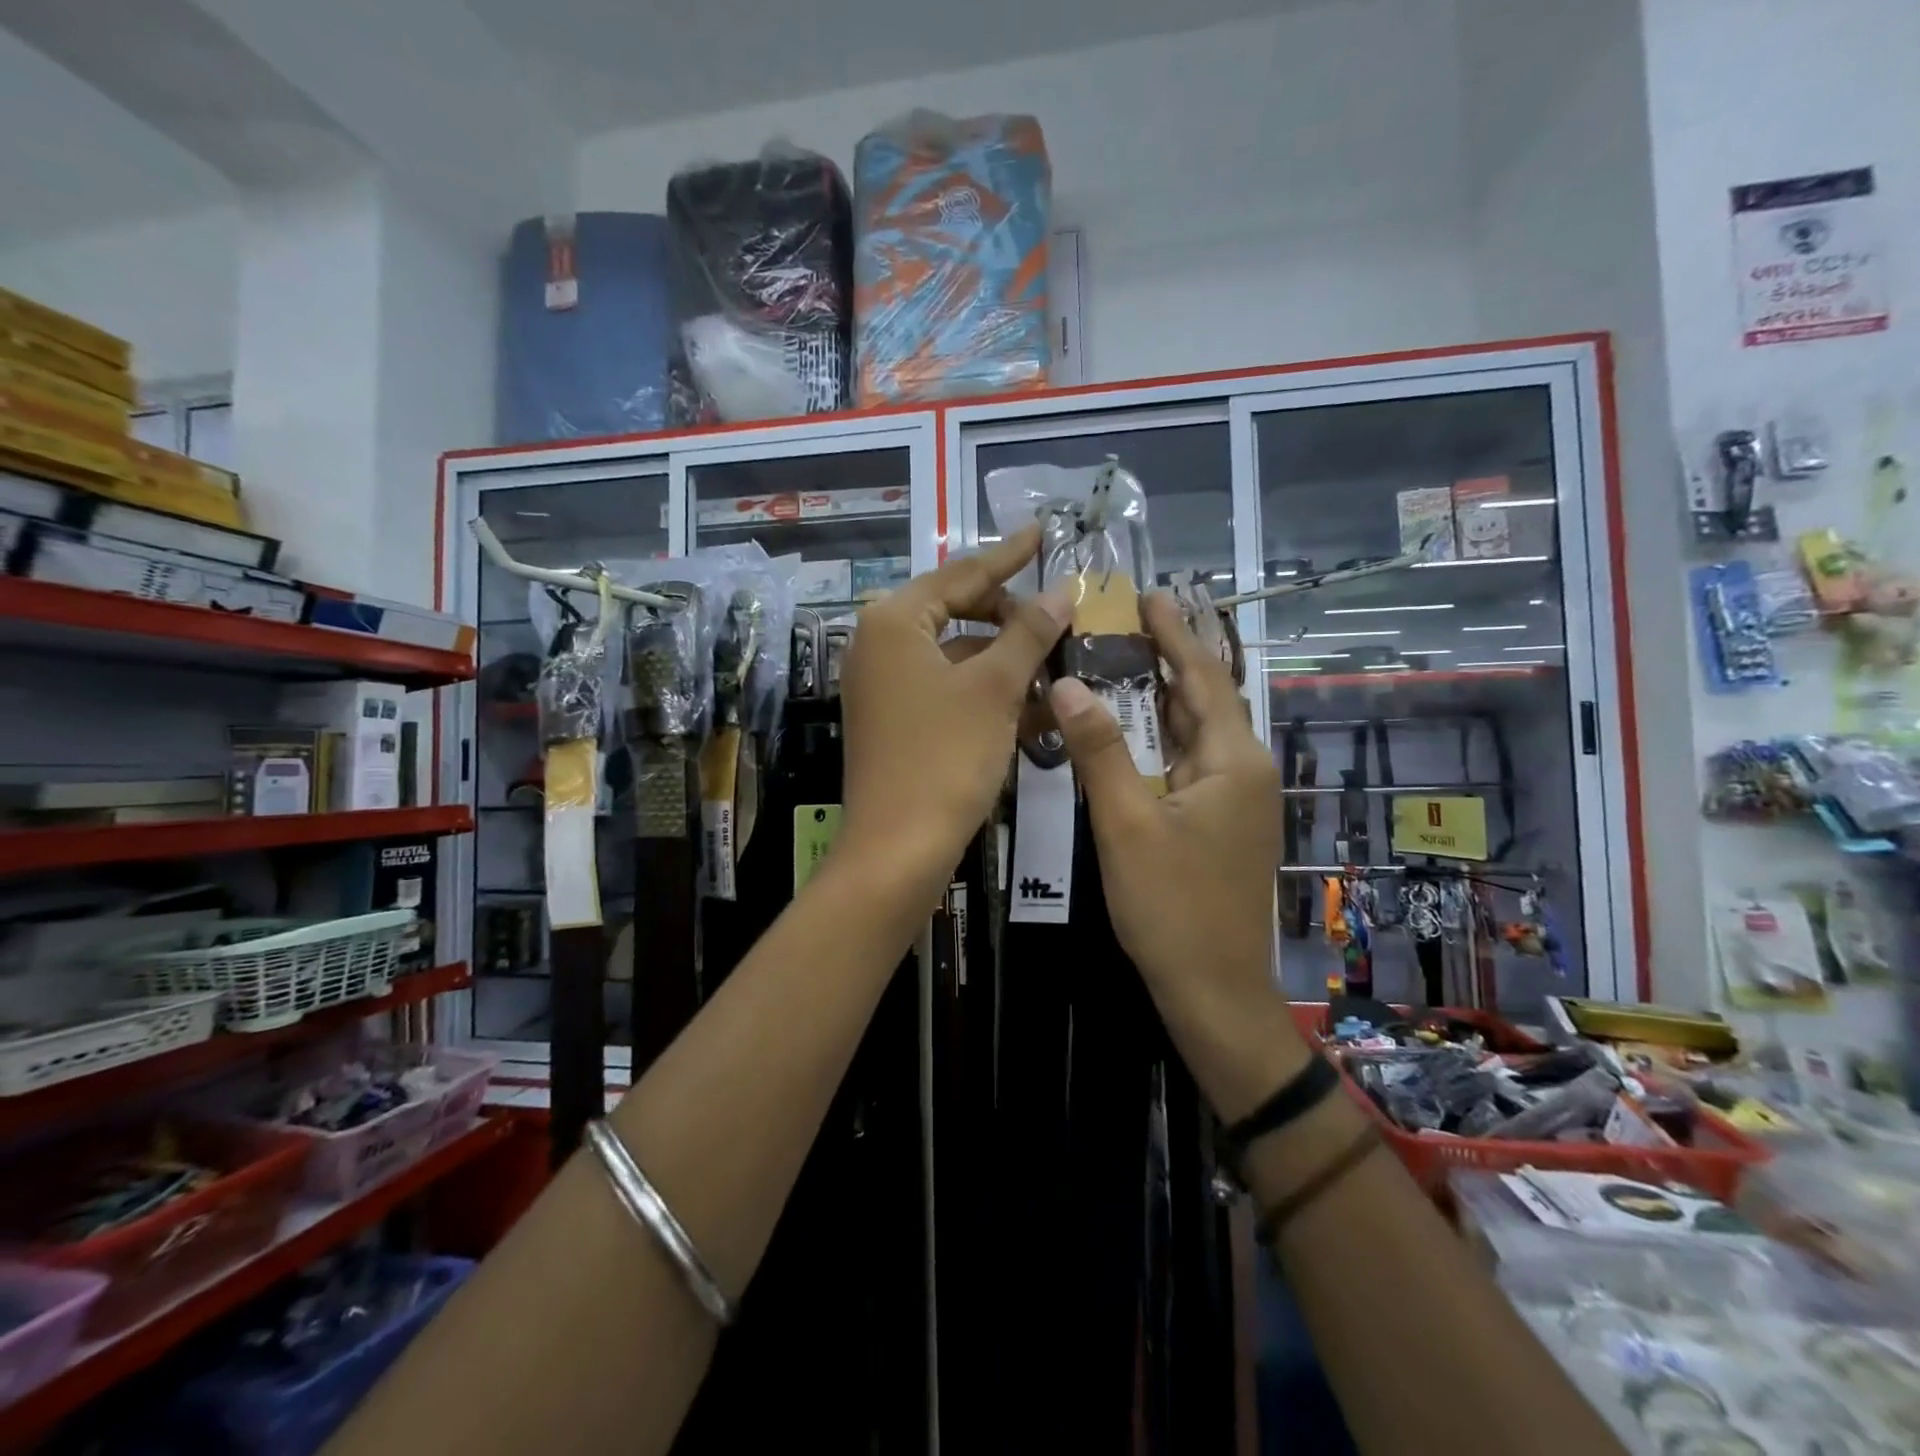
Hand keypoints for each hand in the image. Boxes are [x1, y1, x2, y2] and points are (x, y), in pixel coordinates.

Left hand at [839, 526, 1069, 880]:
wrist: (898, 850)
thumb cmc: (945, 757)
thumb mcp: (995, 688)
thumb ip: (1029, 632)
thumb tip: (1062, 590)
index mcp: (893, 621)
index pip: (961, 573)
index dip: (1008, 555)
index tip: (1043, 533)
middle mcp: (880, 645)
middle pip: (955, 611)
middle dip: (1011, 615)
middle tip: (1059, 616)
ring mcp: (884, 686)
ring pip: (956, 655)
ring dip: (1006, 658)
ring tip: (1059, 661)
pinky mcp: (895, 721)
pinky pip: (948, 690)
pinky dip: (987, 692)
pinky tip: (1036, 704)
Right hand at [1049, 592, 1282, 1019]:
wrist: (1213, 990)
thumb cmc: (1172, 906)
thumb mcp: (1126, 824)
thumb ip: (1099, 750)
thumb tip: (1067, 682)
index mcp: (1232, 759)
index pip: (1204, 675)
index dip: (1175, 632)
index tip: (1148, 594)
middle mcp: (1242, 769)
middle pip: (1201, 699)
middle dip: (1164, 659)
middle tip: (1118, 624)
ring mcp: (1233, 799)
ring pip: (1192, 733)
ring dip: (1158, 700)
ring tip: (1117, 663)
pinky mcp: (1218, 823)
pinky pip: (1186, 764)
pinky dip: (1156, 740)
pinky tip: (1125, 733)